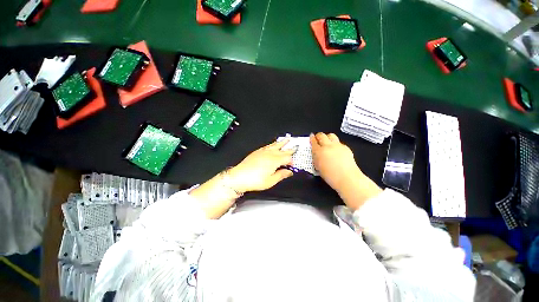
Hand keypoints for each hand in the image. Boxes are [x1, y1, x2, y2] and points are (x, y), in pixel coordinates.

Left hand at [190, 139, 294, 218]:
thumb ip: (281, 175)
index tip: (292, 166)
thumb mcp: (271, 181)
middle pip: (283, 150)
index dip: (292, 161)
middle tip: (296, 146)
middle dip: (290, 148)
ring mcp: (263, 151)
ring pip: (275, 145)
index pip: (287, 158)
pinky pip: (268, 145)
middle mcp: (270, 154)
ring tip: (287, 139)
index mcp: (275, 160)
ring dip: (282, 143)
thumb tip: (289, 172)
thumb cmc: (255, 180)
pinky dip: (273, 144)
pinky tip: (273, 144)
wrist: (239, 176)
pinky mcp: (257, 152)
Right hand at [311, 132, 381, 209]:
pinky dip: (335, 144)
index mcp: (319, 152)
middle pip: (322, 135)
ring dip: (327, 137)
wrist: (347, 178)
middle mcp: (327, 146)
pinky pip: (339, 142)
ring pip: (331, 135)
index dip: (312, 138)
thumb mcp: (318, 167)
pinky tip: (336, 150)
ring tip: (327, 141)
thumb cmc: (330, 176)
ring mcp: (337, 145)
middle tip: (318, 138)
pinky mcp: (345, 147)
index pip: (314, 141)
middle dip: (318, 136)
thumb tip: (316, 153)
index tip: (311, 136)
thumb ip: (316, 158)